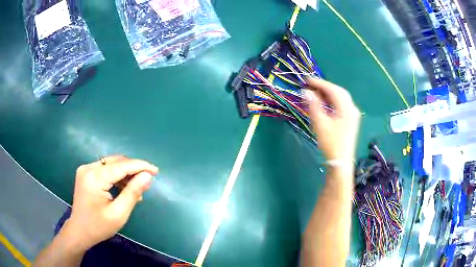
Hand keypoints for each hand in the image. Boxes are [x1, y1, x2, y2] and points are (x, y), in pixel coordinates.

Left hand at [64, 155, 158, 250]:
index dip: (140, 166)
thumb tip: (147, 176)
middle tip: (148, 180)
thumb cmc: (99, 227)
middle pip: (116, 162)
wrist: (79, 231)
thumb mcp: (119, 213)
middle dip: (133, 168)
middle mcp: (88, 167)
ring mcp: (86, 169)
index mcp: (94, 177)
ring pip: (111, 164)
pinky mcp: (86, 173)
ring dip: (126, 173)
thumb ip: (133, 193)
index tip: (156, 171)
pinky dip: (117, 176)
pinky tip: (124, 188)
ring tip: (137, 188)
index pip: (121, 166)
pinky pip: (105, 170)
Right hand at [305, 78, 360, 161]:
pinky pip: (341, 106)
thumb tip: (306, 91)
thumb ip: (314, 105)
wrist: (341, 162)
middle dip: (324, 87)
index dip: (320, 83)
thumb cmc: (331, 143)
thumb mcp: (320, 123)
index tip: (307, 80)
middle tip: (311, 86)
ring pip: (340, 98)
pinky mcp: (350, 121)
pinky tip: (324, 104)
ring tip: (315, 94)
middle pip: (339, 92)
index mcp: (347, 108)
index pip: (333, 89)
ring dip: (328, 94)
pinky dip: (332, 102)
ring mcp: (353, 115)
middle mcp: (352, 109)